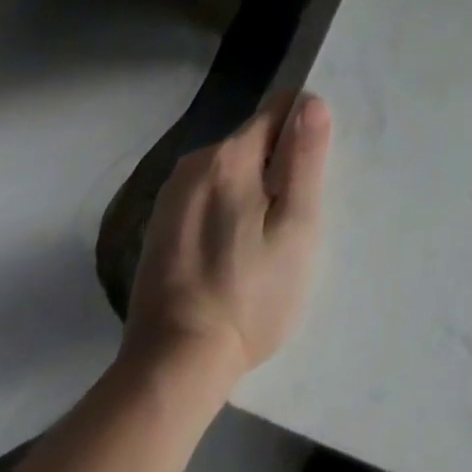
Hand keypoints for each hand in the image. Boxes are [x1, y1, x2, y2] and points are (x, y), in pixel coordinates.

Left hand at [121, 94, 332, 389]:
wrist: (171, 371)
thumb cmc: (248, 295)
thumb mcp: (296, 226)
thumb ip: (305, 157)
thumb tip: (311, 101)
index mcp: (230, 155)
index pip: (281, 107)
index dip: (304, 131)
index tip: (312, 173)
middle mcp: (195, 162)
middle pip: (256, 137)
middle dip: (280, 164)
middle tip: (292, 216)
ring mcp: (172, 195)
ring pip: (233, 167)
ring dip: (255, 188)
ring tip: (264, 239)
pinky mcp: (159, 226)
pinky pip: (210, 193)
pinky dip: (229, 208)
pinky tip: (234, 252)